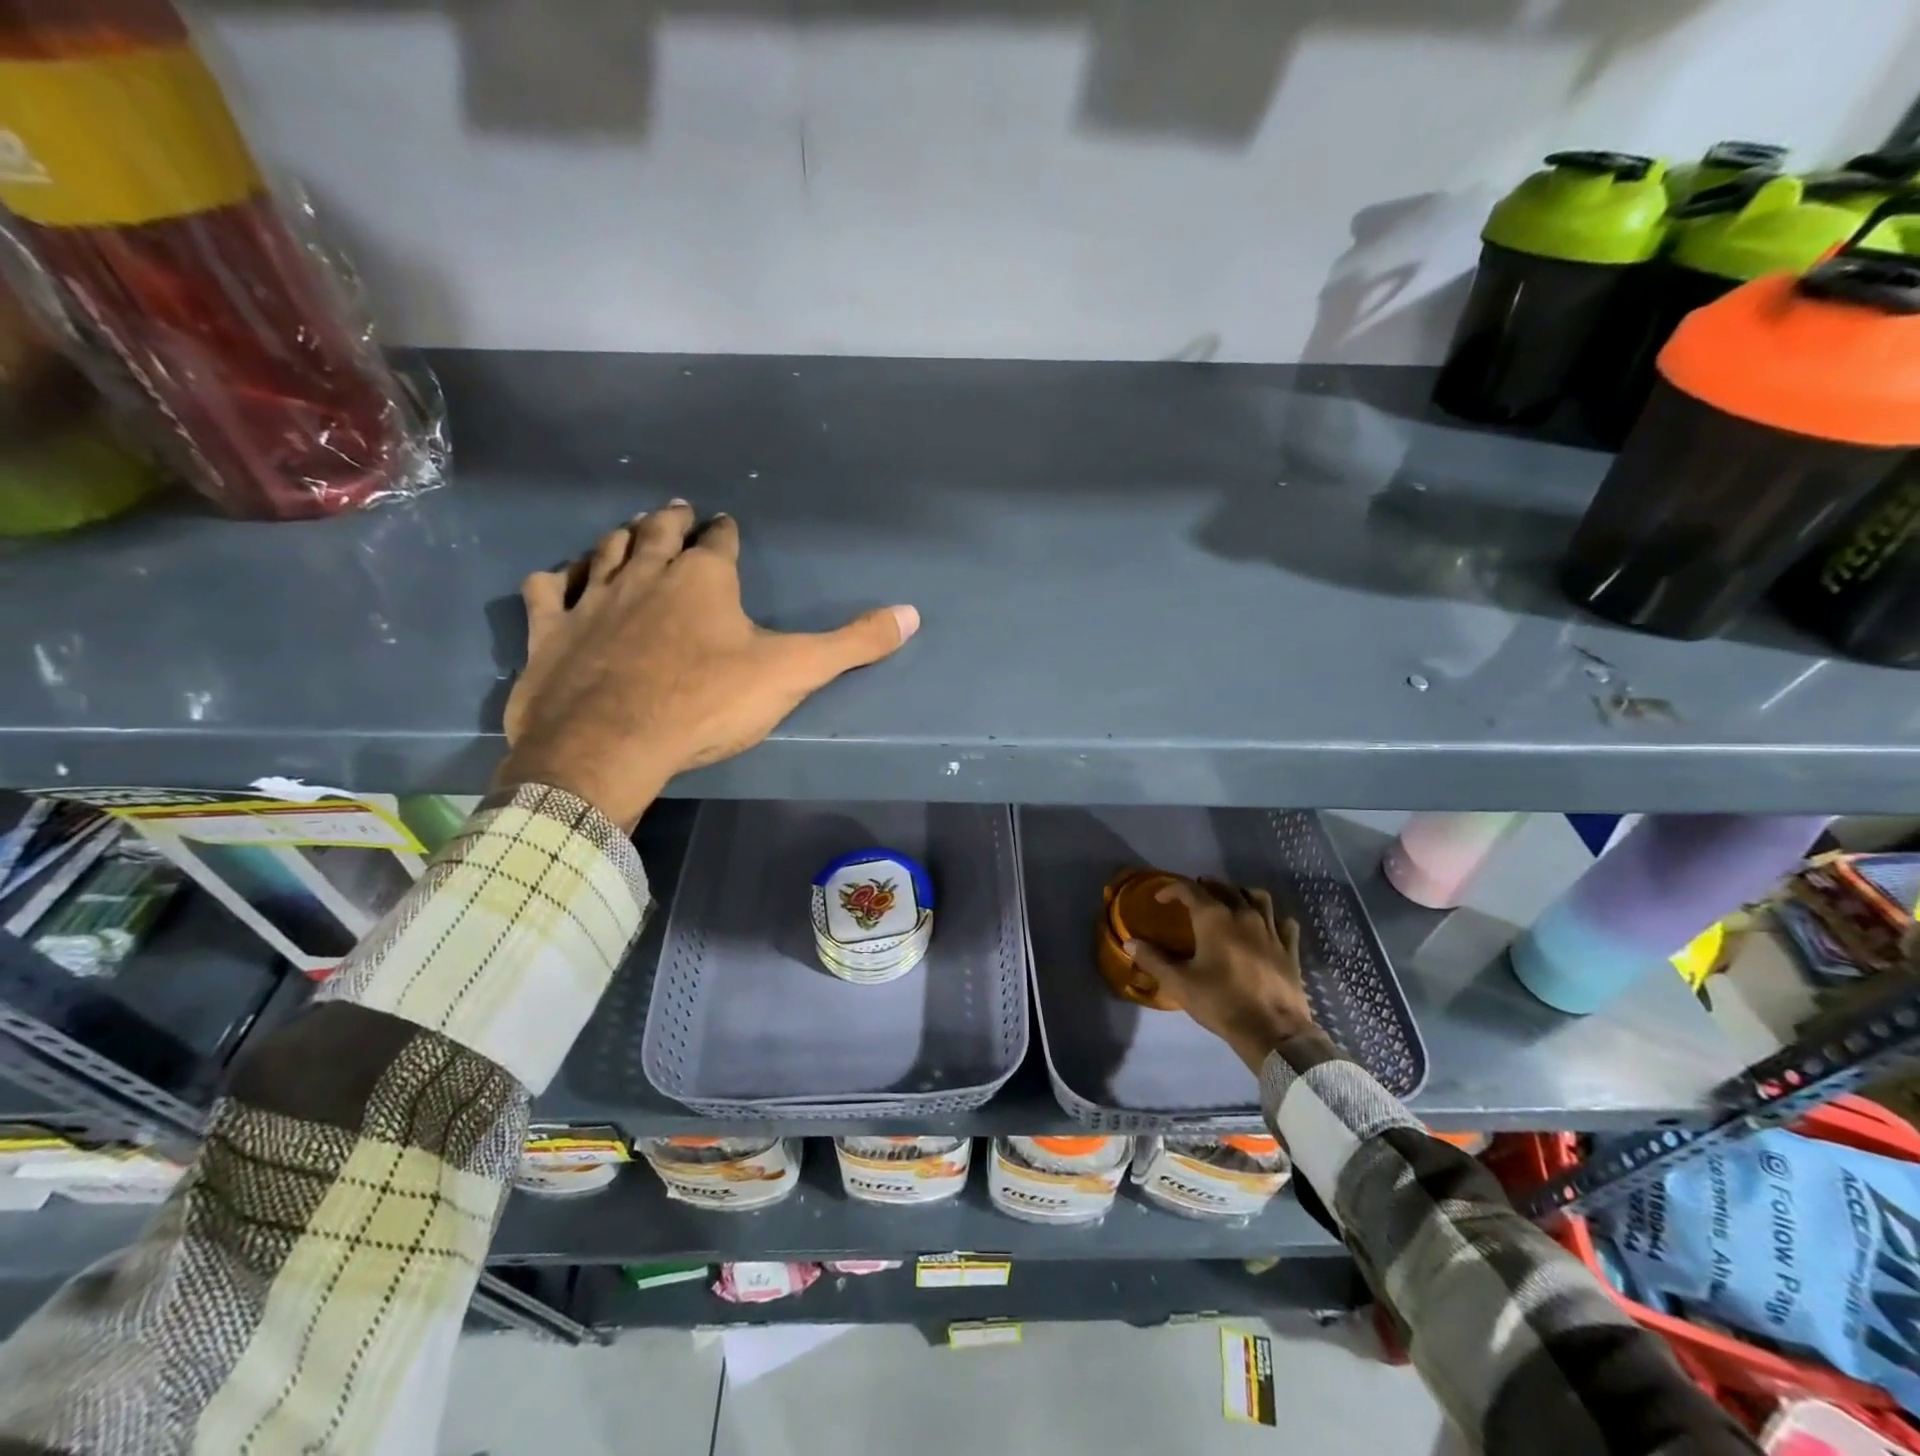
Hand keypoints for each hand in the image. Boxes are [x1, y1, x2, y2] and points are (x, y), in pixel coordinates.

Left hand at [499, 502, 918, 829]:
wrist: (609, 744)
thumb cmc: (706, 703)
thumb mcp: (792, 673)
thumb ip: (852, 644)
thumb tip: (912, 614)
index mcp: (703, 579)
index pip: (719, 542)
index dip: (725, 533)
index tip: (726, 525)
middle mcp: (645, 574)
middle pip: (657, 533)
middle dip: (672, 520)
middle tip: (678, 510)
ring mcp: (592, 599)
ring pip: (604, 551)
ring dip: (618, 538)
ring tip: (627, 531)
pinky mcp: (551, 630)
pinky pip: (549, 589)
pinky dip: (557, 579)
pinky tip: (560, 579)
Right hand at [1126, 878, 1322, 1073]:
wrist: (1272, 1031)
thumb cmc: (1221, 1002)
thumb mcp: (1179, 983)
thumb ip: (1153, 960)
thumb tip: (1130, 943)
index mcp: (1214, 919)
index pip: (1190, 890)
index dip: (1172, 889)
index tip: (1160, 899)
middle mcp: (1244, 915)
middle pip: (1225, 888)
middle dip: (1207, 886)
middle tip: (1194, 895)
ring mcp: (1271, 930)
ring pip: (1258, 898)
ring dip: (1241, 894)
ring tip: (1231, 901)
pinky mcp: (1289, 949)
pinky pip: (1284, 922)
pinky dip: (1273, 918)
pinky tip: (1267, 926)